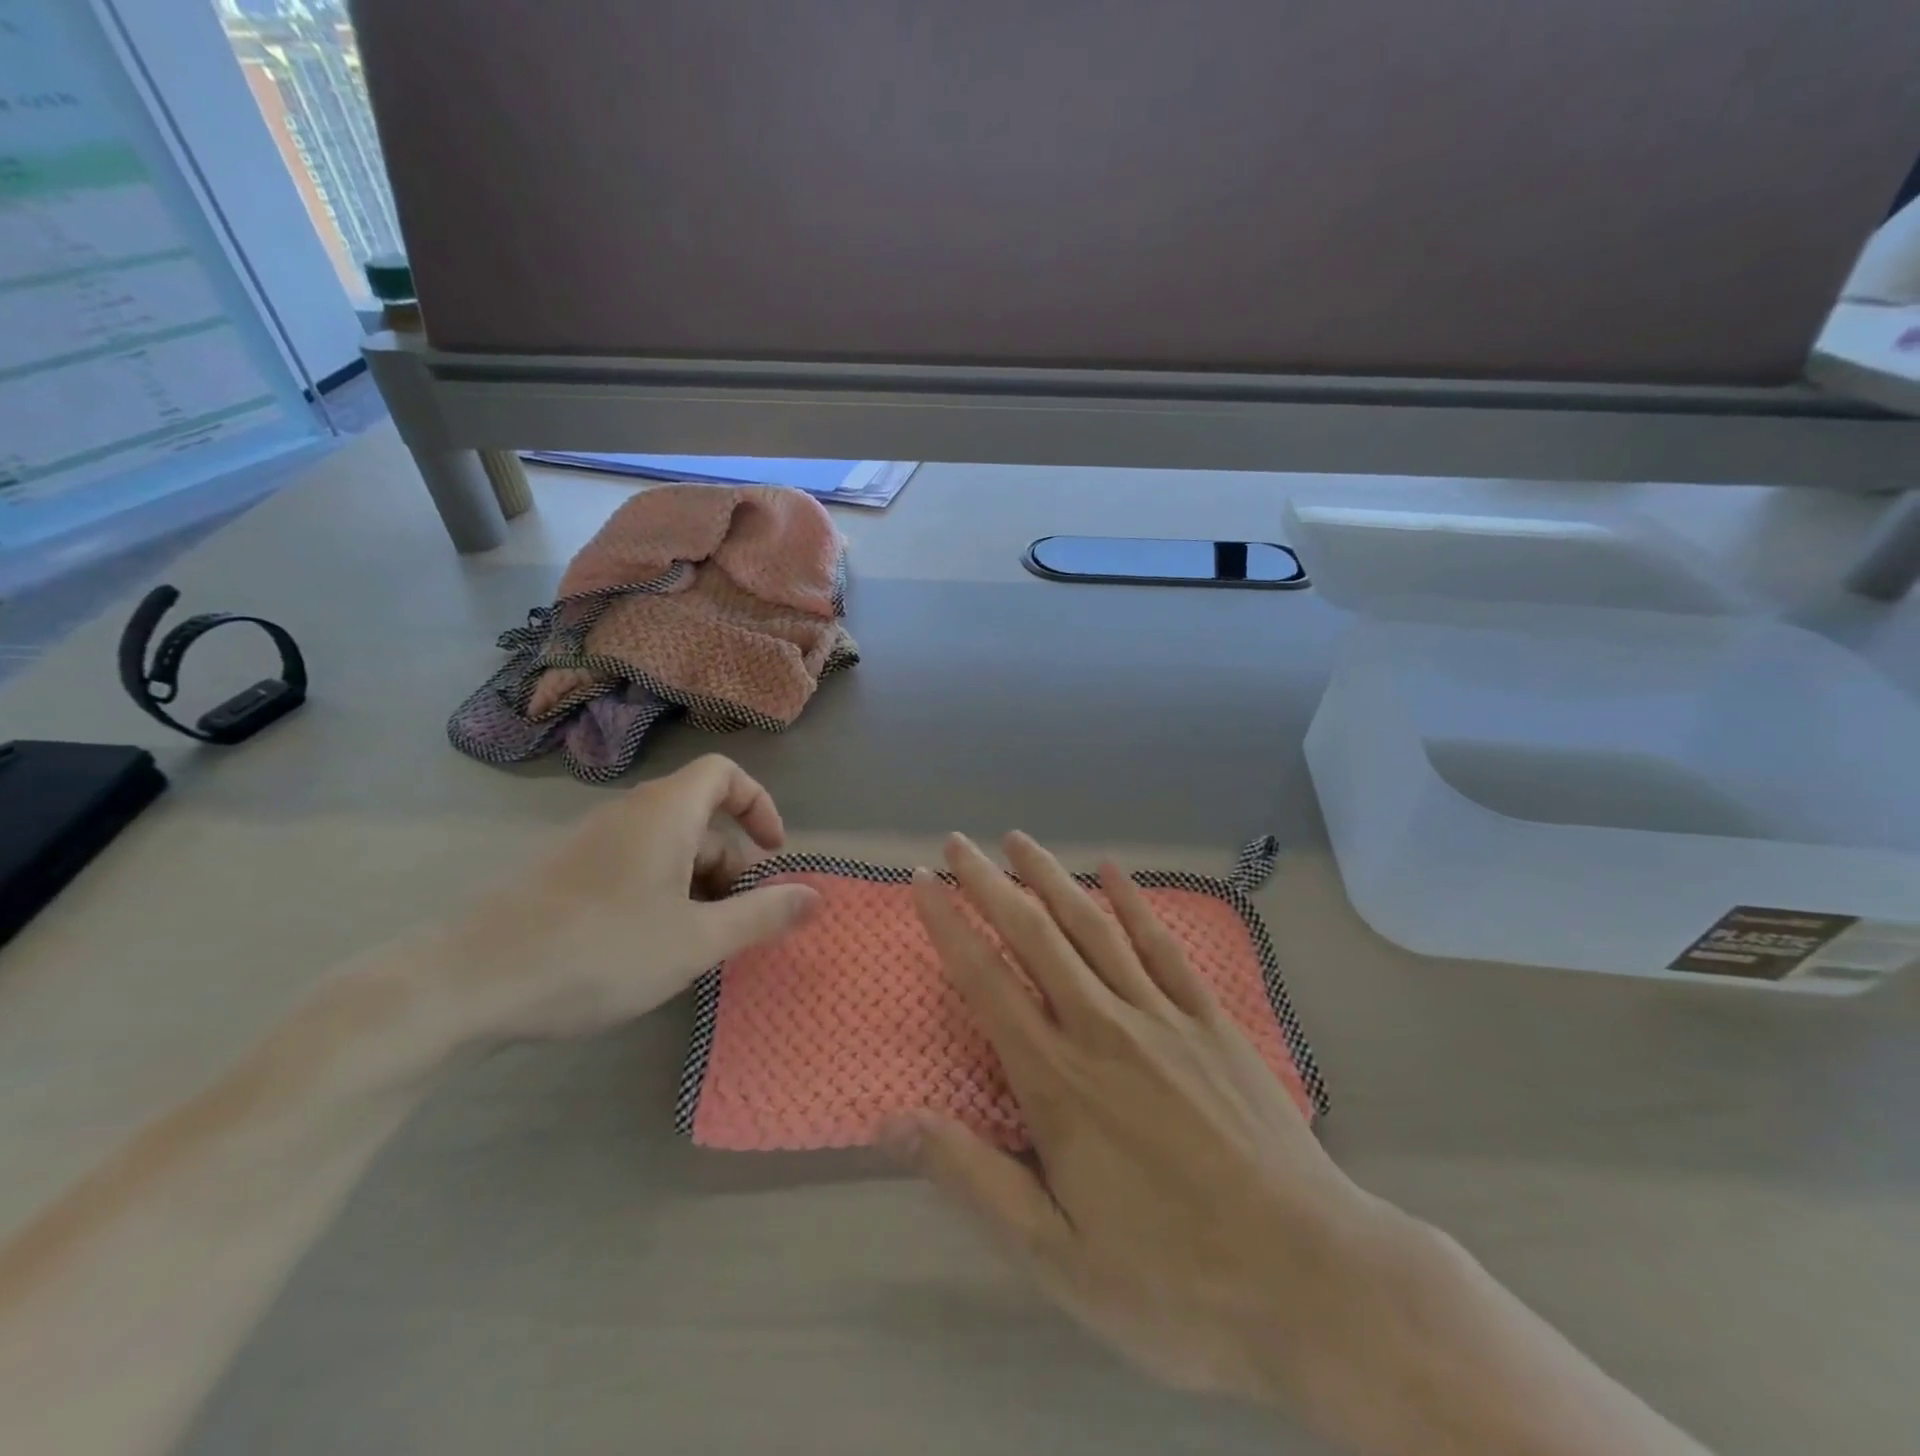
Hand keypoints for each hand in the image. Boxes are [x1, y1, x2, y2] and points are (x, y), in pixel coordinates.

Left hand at [433, 755, 819, 1043]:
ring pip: (666, 849)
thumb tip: (816, 897)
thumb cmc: (601, 951)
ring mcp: (591, 843)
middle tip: (734, 923)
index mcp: (665, 812)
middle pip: (700, 818)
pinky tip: (645, 951)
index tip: (774, 852)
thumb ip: (762, 915)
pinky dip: (659, 896)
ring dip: (696, 887)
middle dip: (731, 866)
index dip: (759, 804)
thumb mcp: (697, 940)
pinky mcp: (564, 874)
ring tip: (692, 947)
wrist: (468, 984)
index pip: (725, 773)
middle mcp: (628, 814)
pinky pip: (632, 868)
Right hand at [888, 832, 1430, 1430]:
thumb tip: (893, 1122)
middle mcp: (1103, 1028)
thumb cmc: (1173, 1279)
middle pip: (1034, 936)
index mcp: (1057, 1081)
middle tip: (958, 842)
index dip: (948, 927)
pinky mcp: (1210, 1020)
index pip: (986, 982)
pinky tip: (1112, 870)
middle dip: (990, 883)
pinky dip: (1133, 902)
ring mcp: (1162, 1016)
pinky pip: (1162, 945)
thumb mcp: (1058, 1257)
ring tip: (1019, 840)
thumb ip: (974, 1180)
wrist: (1311, 1278)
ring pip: (1094, 926)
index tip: (922, 882)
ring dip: (1051, 877)